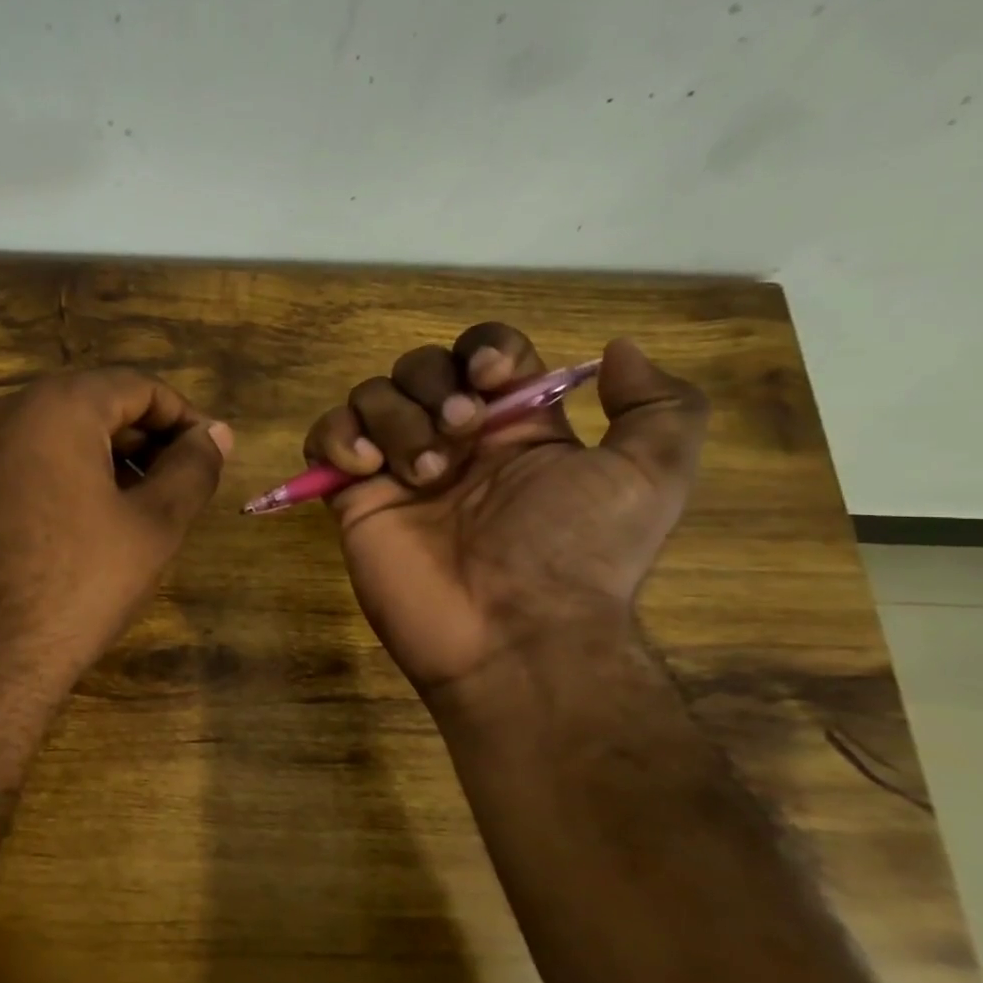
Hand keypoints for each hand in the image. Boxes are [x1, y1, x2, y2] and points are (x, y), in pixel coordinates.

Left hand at [0, 368, 231, 705]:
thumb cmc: (78, 586)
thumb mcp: (154, 526)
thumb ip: (193, 468)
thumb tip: (217, 433)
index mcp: (54, 406)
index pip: (136, 387)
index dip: (183, 417)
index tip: (211, 454)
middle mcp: (3, 413)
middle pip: (91, 406)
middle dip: (143, 439)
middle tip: (179, 484)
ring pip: (53, 436)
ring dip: (103, 460)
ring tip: (136, 508)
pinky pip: (21, 465)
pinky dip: (61, 478)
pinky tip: (80, 527)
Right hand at [304, 324, 707, 694]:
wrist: (512, 632)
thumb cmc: (576, 550)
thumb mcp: (650, 477)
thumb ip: (659, 405)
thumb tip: (619, 349)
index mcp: (515, 428)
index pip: (484, 353)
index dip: (482, 351)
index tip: (490, 379)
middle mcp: (453, 440)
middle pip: (419, 366)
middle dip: (433, 387)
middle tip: (457, 433)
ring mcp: (397, 469)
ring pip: (370, 395)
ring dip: (393, 418)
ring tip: (420, 473)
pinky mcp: (353, 497)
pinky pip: (323, 437)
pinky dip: (335, 437)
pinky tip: (364, 468)